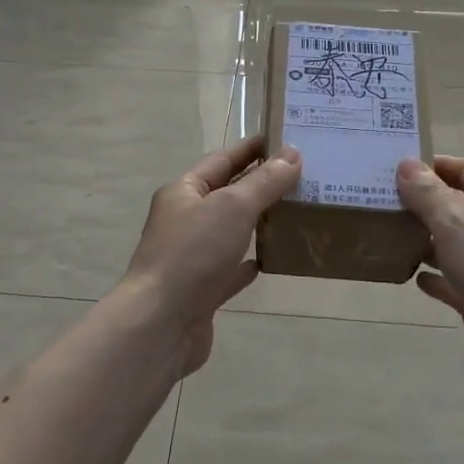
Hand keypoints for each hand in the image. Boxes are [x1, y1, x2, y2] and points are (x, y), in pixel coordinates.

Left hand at [117, 137, 302, 375]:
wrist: (161, 324)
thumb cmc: (193, 254)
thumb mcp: (233, 207)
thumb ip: (264, 182)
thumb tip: (292, 154)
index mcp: (183, 192)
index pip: (222, 160)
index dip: (252, 149)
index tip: (285, 140)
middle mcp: (184, 220)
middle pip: (226, 195)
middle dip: (260, 186)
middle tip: (303, 177)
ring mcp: (191, 257)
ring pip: (229, 232)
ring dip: (257, 223)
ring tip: (295, 213)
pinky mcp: (201, 291)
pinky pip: (229, 270)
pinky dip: (248, 262)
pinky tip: (271, 259)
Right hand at [397, 155, 463, 400]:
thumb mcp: (458, 225)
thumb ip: (430, 195)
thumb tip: (406, 163)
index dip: (438, 164)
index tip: (400, 166)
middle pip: (459, 206)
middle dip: (424, 202)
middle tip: (382, 200)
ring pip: (453, 245)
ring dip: (424, 239)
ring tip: (387, 234)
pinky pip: (453, 282)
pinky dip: (434, 277)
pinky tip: (410, 277)